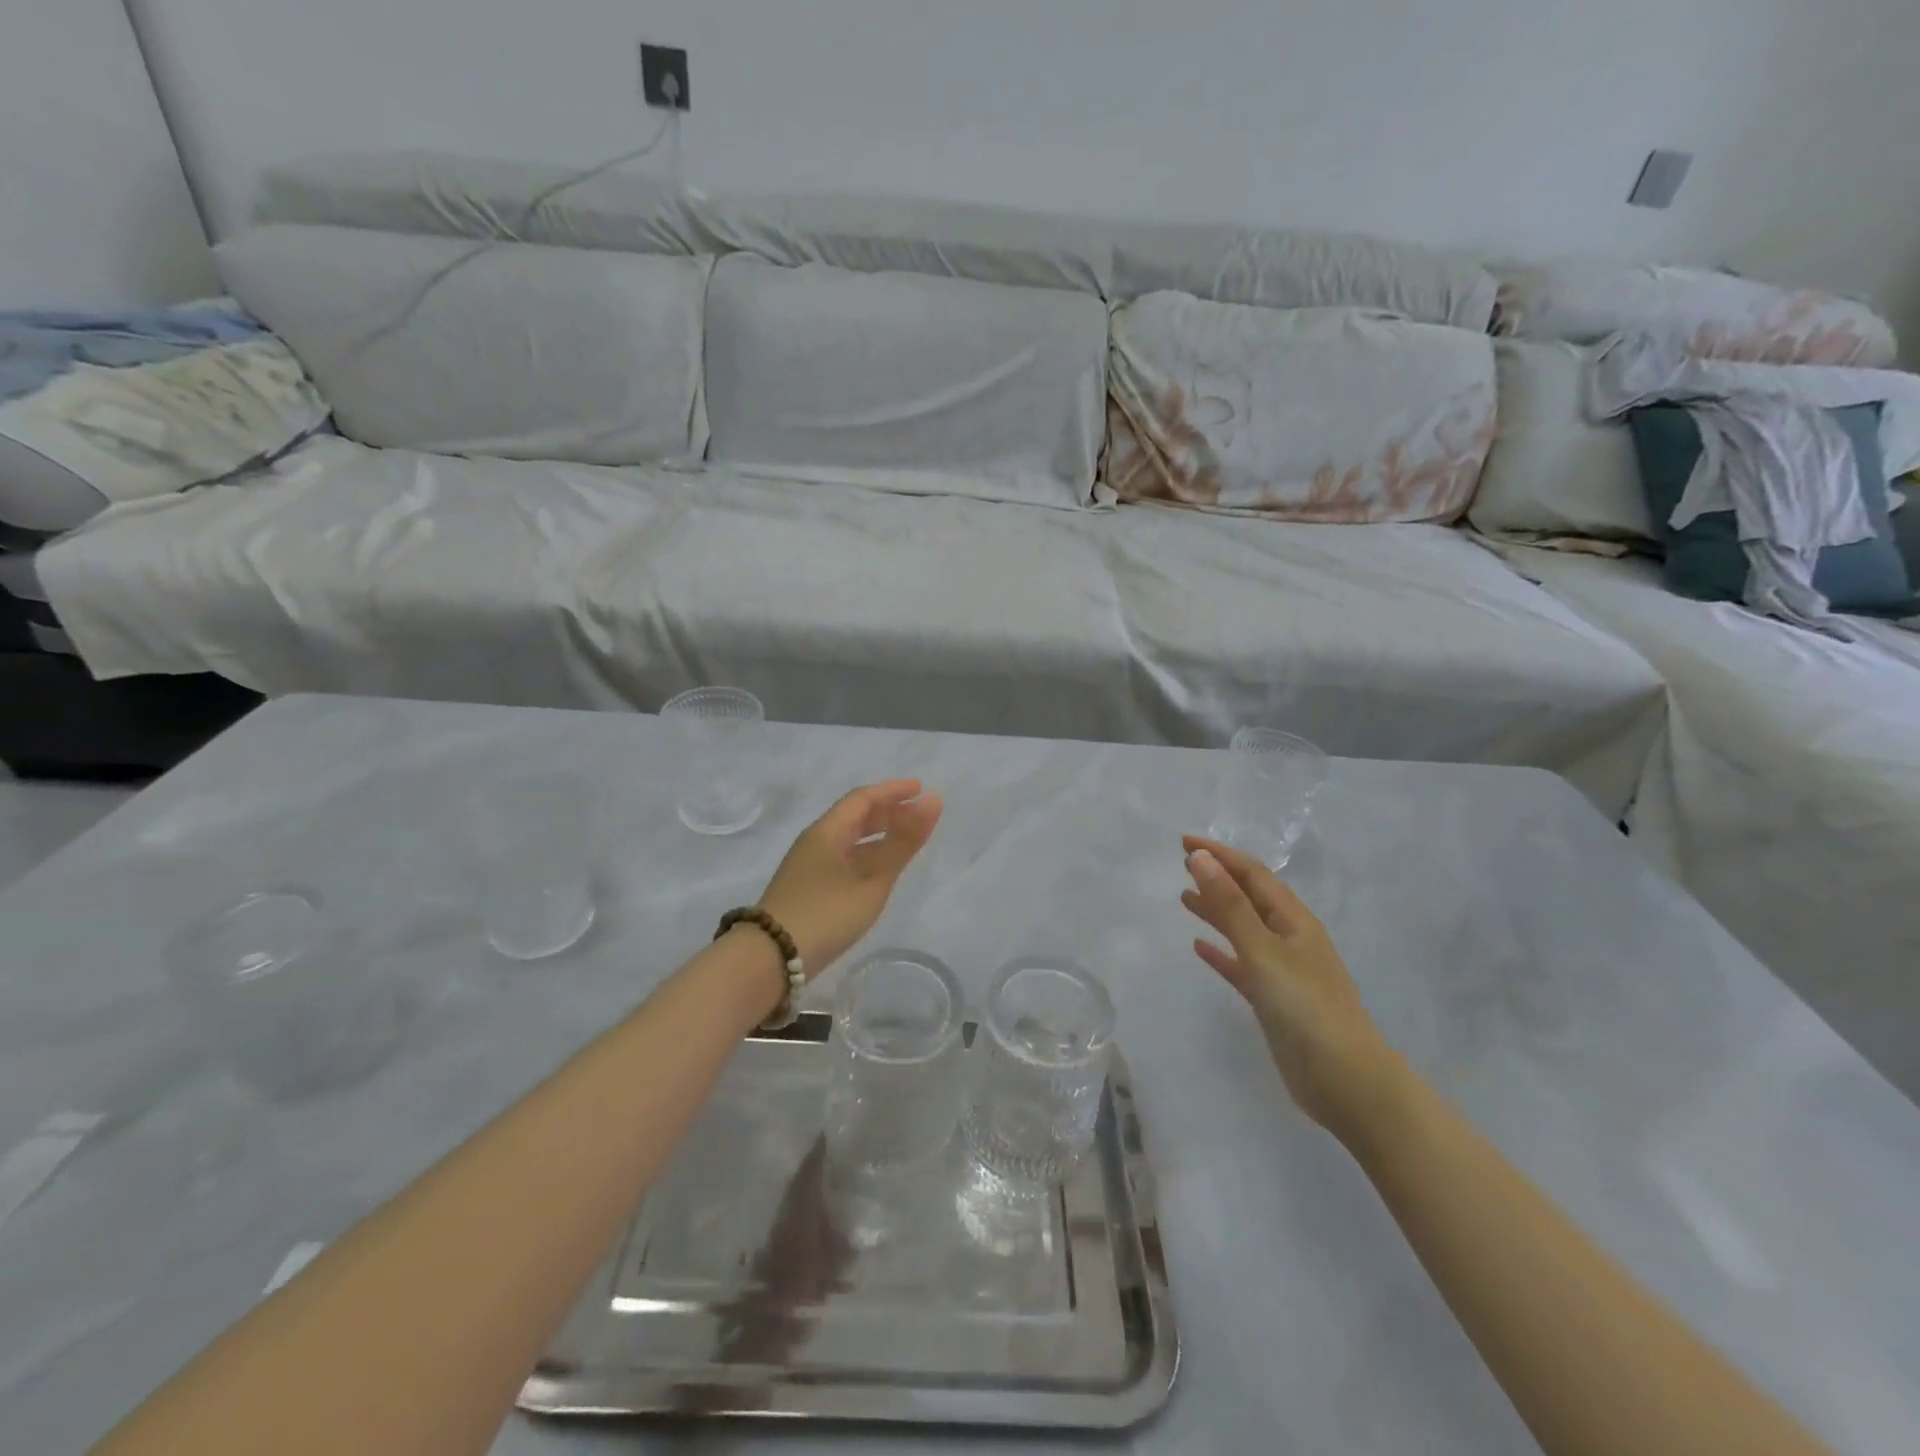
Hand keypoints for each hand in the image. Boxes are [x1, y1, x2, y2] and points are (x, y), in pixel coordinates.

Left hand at [757, 781, 942, 975]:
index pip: (863, 798)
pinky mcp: (807, 890)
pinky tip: (877, 873)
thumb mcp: (872, 880)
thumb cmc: (825, 914)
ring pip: (847, 840)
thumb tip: (933, 800)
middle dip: (886, 811)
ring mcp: (808, 867)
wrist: (768, 960)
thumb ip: (902, 842)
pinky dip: (866, 856)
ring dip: (877, 836)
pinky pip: (843, 859)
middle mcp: (815, 842)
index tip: (921, 789)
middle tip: (917, 815)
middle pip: (853, 816)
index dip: (893, 791)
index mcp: (827, 831)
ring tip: (904, 842)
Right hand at [1181, 836, 1397, 1134]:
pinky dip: (1221, 952)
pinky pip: (1241, 965)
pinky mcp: (1274, 1000)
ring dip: (1216, 911)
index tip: (1183, 842)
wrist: (1346, 1082)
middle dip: (1218, 877)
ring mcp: (1283, 970)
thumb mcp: (1264, 951)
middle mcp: (1290, 939)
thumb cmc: (1307, 1009)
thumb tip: (1201, 858)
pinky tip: (1199, 948)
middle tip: (1181, 863)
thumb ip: (1230, 906)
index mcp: (1295, 921)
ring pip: (1243, 929)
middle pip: (1250, 897)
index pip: (1253, 874)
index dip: (1220, 855)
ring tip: (1184, 898)